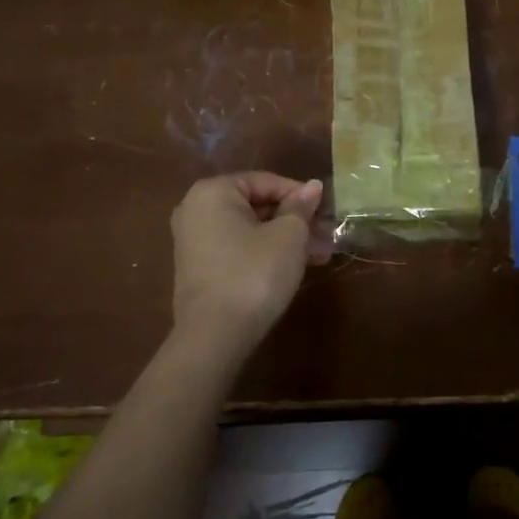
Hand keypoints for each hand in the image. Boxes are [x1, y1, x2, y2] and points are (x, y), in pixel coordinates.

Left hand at [170, 173, 332, 354]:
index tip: (326, 211)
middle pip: (257, 205)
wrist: (214, 336)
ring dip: (284, 238)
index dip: (300, 195)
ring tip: (318, 255)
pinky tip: (294, 267)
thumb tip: (313, 186)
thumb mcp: (288, 236)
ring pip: (250, 229)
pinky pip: (237, 247)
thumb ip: (301, 207)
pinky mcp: (198, 267)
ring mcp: (193, 240)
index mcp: (214, 191)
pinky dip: (264, 252)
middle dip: (294, 220)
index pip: (266, 181)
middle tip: (326, 235)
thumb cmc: (254, 273)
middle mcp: (196, 208)